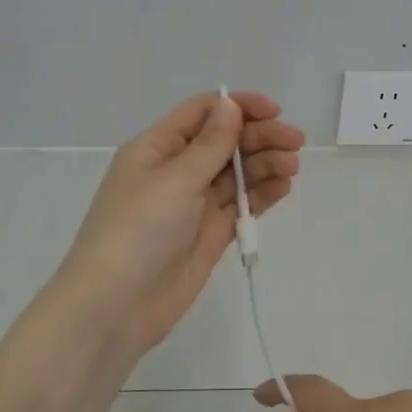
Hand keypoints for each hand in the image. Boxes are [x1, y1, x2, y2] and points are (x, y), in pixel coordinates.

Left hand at [59, 91, 302, 356]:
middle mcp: (176, 170)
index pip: (202, 113)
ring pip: (236, 173)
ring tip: (291, 167)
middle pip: (224, 142)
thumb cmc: (138, 231)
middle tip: (295, 144)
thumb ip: (210, 144)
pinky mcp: (210, 234)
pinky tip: (283, 186)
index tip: (274, 111)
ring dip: (265, 164)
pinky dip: (262, 194)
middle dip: (259, 137)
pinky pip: (240, 205)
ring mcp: (194, 204)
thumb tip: (230, 104)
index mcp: (157, 148)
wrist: (115, 307)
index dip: (238, 107)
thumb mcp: (174, 180)